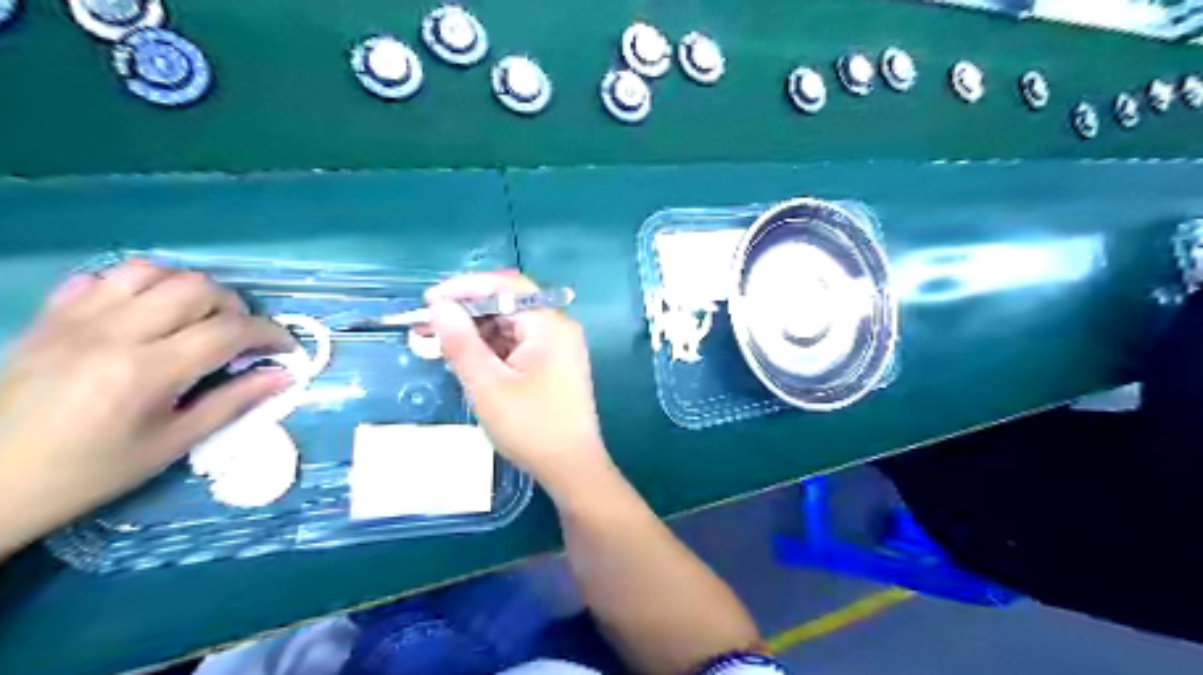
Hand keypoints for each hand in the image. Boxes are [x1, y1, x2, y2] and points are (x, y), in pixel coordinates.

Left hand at [0, 262, 292, 556]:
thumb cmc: (92, 471)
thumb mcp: (174, 443)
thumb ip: (233, 402)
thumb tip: (285, 376)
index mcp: (148, 370)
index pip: (230, 331)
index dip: (270, 334)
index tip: (286, 349)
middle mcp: (115, 333)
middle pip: (197, 288)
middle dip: (235, 307)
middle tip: (240, 337)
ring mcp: (77, 319)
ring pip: (152, 271)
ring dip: (189, 288)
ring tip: (198, 317)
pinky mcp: (50, 317)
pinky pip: (102, 277)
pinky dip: (138, 285)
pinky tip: (147, 312)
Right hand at [426, 268, 612, 496]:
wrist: (572, 469)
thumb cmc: (531, 426)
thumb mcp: (487, 384)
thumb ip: (461, 342)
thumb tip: (438, 307)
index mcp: (550, 324)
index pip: (507, 286)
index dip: (466, 288)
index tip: (429, 302)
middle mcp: (558, 329)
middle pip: (509, 305)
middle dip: (467, 313)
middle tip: (427, 327)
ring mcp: (559, 348)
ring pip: (512, 326)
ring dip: (477, 333)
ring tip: (441, 346)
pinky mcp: (554, 367)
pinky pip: (519, 345)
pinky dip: (492, 350)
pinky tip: (469, 361)